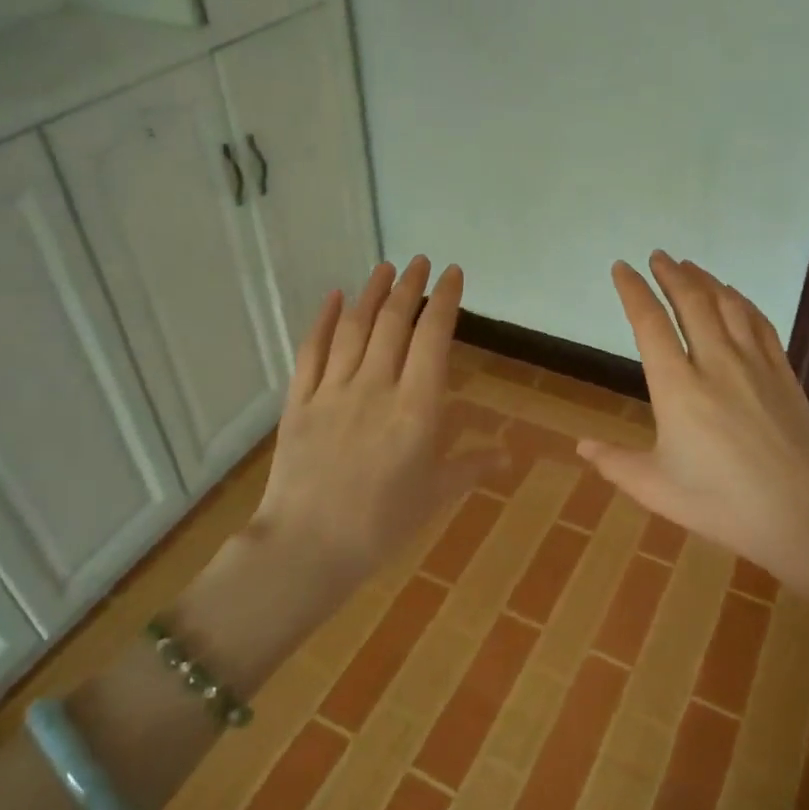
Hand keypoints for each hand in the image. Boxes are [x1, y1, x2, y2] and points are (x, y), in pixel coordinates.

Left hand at [251, 256, 500, 590]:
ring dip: (371, 293)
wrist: (308, 547)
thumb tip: (509, 454)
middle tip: (419, 262)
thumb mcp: (435, 495)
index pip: (433, 339)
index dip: (445, 301)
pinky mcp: (299, 402)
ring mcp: (333, 391)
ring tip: (384, 268)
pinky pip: (311, 352)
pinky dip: (324, 320)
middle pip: (394, 323)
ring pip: (355, 329)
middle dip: (409, 287)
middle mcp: (376, 387)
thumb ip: (472, 466)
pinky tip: (334, 297)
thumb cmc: (381, 525)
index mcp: (416, 408)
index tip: (453, 275)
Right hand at [578, 251, 808, 595]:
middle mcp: (715, 363)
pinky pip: (759, 322)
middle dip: (670, 274)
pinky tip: (733, 295)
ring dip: (704, 280)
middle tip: (657, 257)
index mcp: (677, 389)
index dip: (633, 291)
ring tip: (688, 266)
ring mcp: (754, 364)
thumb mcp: (656, 489)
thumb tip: (581, 444)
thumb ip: (615, 463)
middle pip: (691, 302)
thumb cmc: (721, 504)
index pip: (649, 324)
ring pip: (727, 304)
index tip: (621, 268)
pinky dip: (741, 300)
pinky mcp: (782, 372)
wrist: (802, 514)